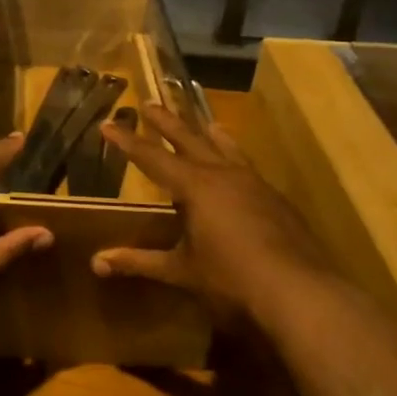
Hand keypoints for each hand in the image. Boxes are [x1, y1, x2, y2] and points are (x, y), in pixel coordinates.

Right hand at [90, 103, 322, 323]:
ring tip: (205, 121)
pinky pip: (248, 167)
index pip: (152, 157)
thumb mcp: (181, 271)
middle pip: (189, 139)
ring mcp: (254, 184)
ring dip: (209, 133)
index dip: (127, 141)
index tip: (108, 124)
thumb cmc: (231, 279)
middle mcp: (223, 174)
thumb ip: (140, 262)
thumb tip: (96, 263)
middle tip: (149, 103)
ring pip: (226, 148)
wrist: (300, 292)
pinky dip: (236, 157)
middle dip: (166, 122)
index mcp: (195, 186)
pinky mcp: (276, 200)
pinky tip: (240, 169)